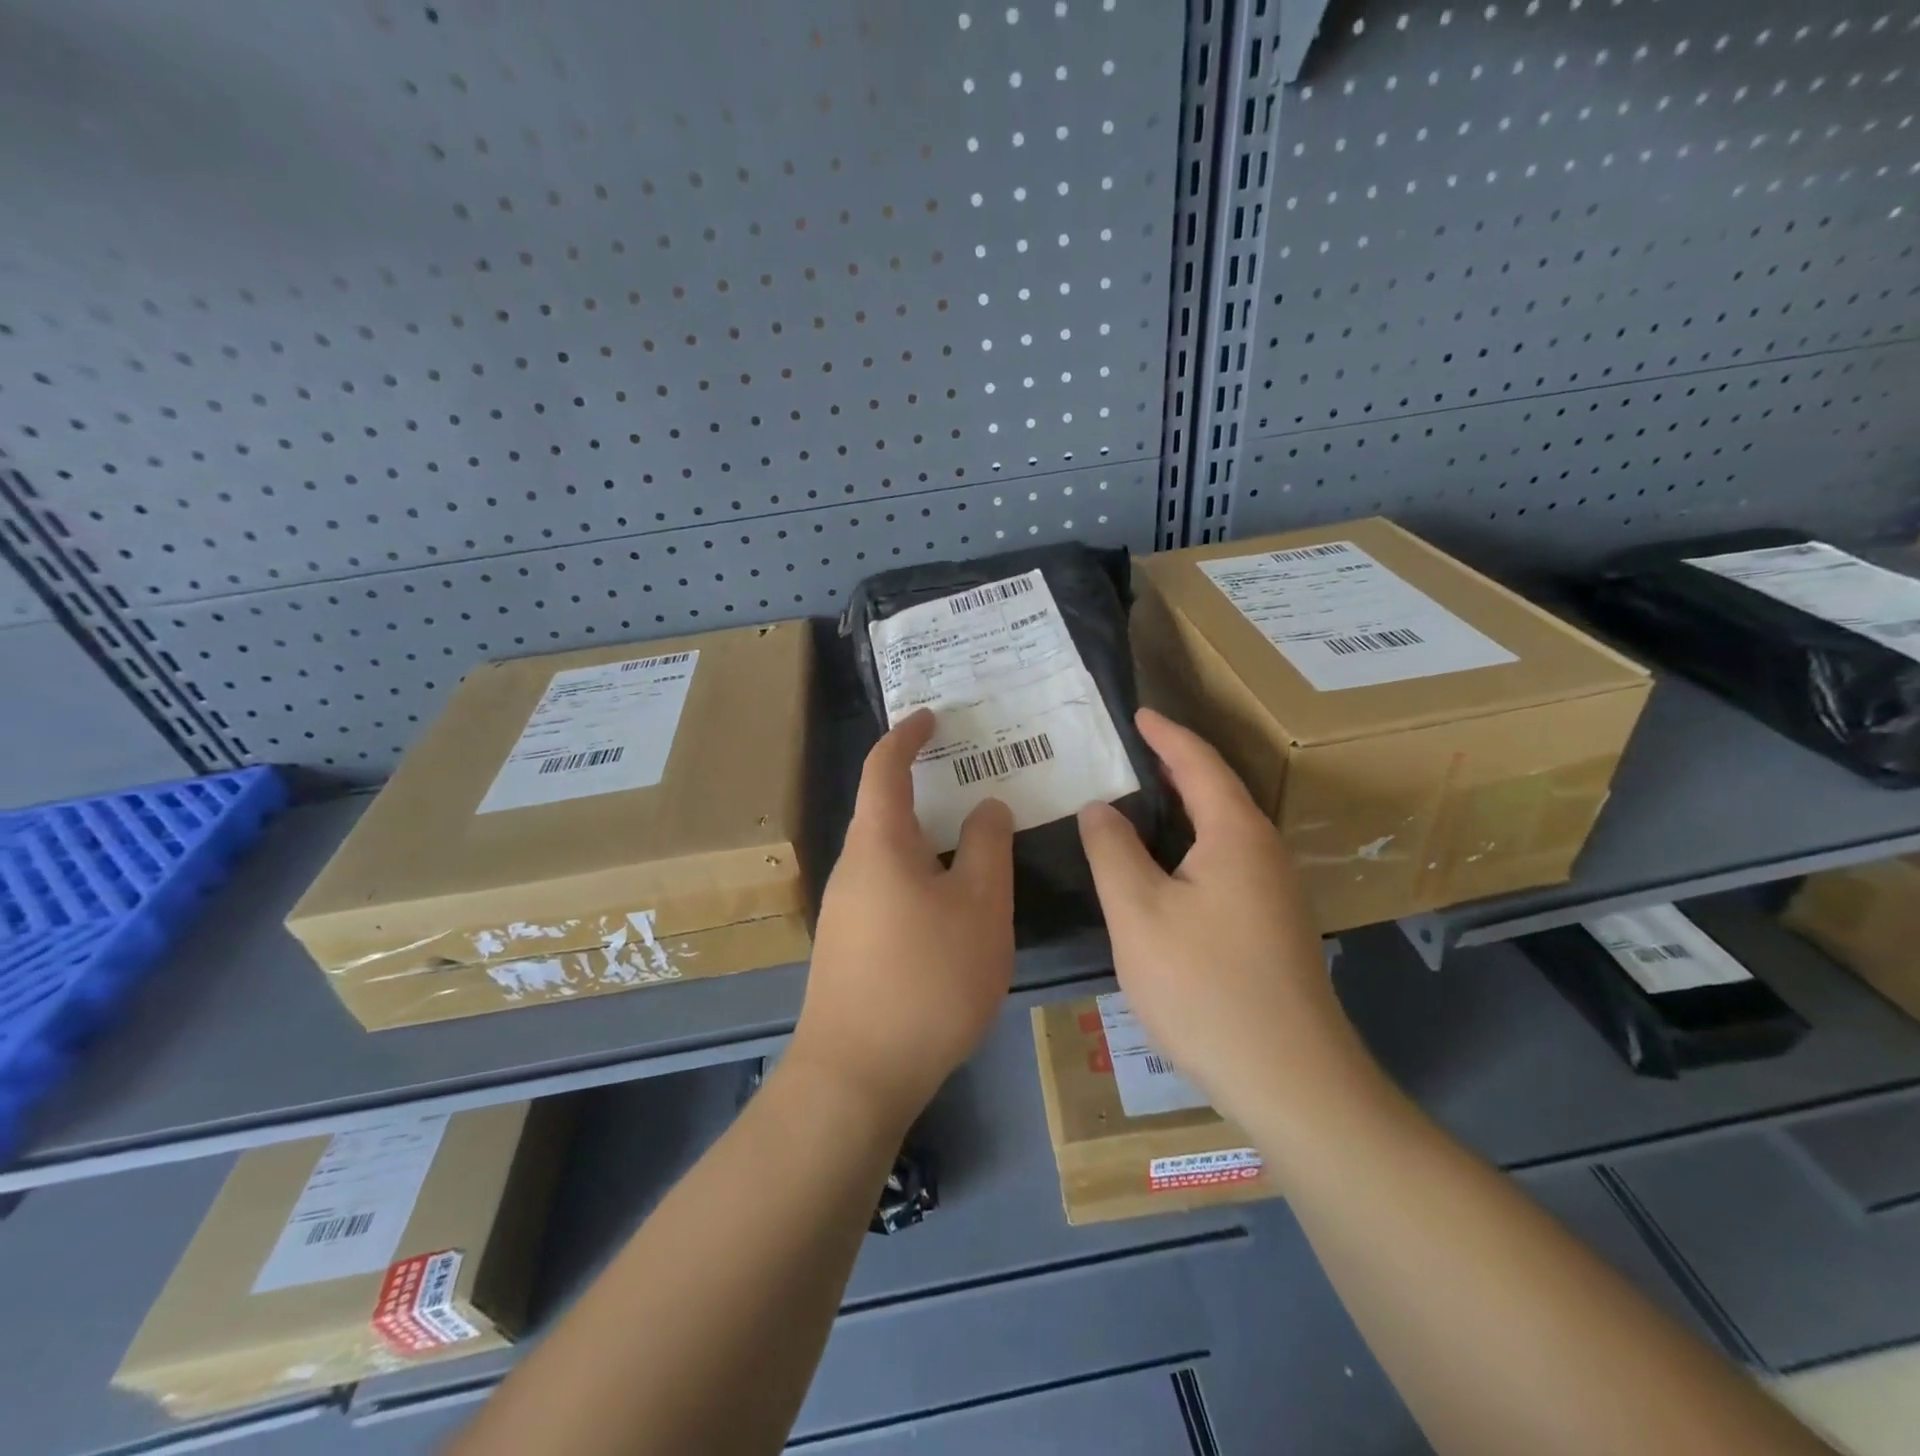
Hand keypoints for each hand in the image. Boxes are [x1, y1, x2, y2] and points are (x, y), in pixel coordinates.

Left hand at [791, 709, 1015, 1118]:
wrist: (856, 1074)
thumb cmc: (927, 978)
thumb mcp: (979, 907)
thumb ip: (986, 848)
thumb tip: (985, 806)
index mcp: (879, 843)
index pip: (885, 767)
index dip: (907, 735)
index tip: (932, 717)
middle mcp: (852, 867)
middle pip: (885, 810)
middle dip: (924, 787)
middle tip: (971, 779)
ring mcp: (845, 909)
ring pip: (889, 853)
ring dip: (926, 836)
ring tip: (970, 840)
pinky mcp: (849, 945)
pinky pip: (888, 887)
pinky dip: (919, 873)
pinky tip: (949, 903)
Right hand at [1077, 709, 1367, 1124]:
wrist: (1290, 1079)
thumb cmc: (1205, 986)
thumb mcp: (1139, 914)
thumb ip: (1113, 851)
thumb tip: (1098, 807)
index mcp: (1235, 834)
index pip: (1199, 763)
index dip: (1165, 735)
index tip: (1136, 713)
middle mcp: (1264, 851)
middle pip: (1216, 791)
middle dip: (1174, 765)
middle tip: (1127, 752)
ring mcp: (1274, 890)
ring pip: (1222, 829)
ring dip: (1183, 807)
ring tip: (1137, 799)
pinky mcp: (1272, 924)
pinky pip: (1226, 860)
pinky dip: (1191, 844)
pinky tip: (1164, 865)